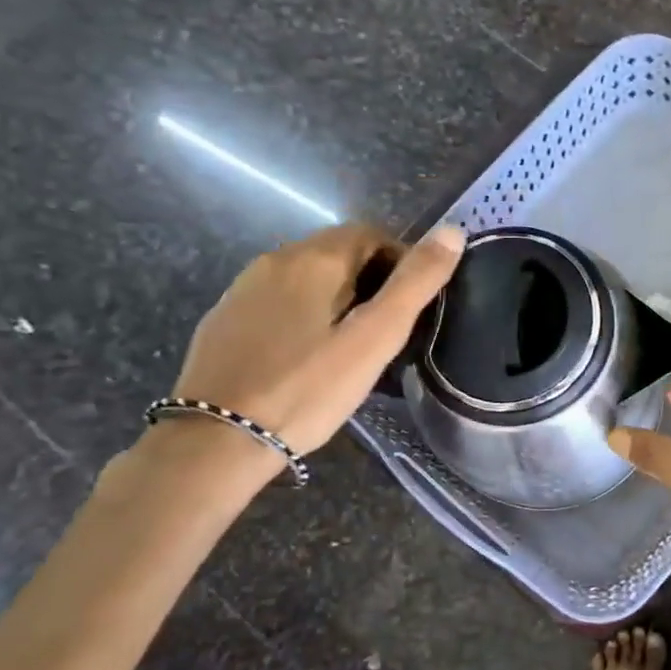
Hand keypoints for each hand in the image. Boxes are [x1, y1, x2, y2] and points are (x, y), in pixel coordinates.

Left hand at [170, 223, 463, 458]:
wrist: (217, 439)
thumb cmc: (308, 390)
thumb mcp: (374, 339)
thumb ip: (415, 284)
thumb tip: (453, 231)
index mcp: (315, 259)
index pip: (371, 233)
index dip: (401, 260)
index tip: (414, 304)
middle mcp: (275, 259)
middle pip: (337, 252)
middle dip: (371, 278)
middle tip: (387, 329)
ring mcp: (243, 288)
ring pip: (305, 276)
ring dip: (336, 295)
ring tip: (350, 344)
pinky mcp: (224, 318)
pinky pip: (277, 300)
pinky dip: (303, 312)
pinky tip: (305, 354)